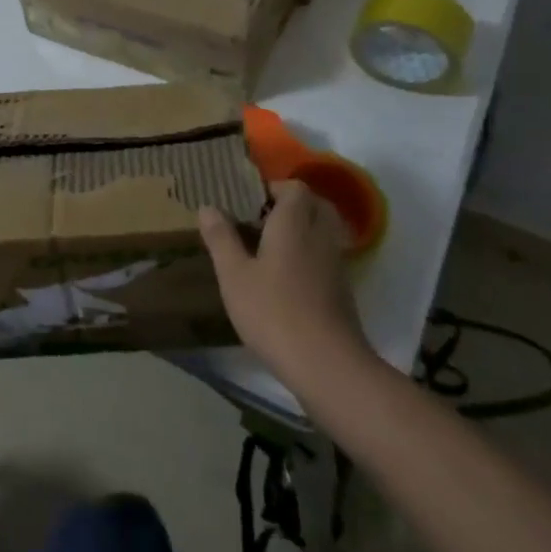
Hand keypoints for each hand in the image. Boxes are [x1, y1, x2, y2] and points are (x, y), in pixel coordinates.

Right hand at [199, 181, 370, 388]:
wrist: (326, 364)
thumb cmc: (273, 311)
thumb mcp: (234, 275)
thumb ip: (221, 238)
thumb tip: (208, 207)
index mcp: (294, 222)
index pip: (295, 187)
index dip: (274, 189)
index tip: (249, 203)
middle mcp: (320, 235)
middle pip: (315, 205)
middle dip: (292, 206)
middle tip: (261, 221)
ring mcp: (336, 263)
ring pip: (323, 231)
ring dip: (303, 230)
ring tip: (270, 248)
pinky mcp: (343, 290)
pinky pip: (327, 256)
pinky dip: (311, 255)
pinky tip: (287, 278)